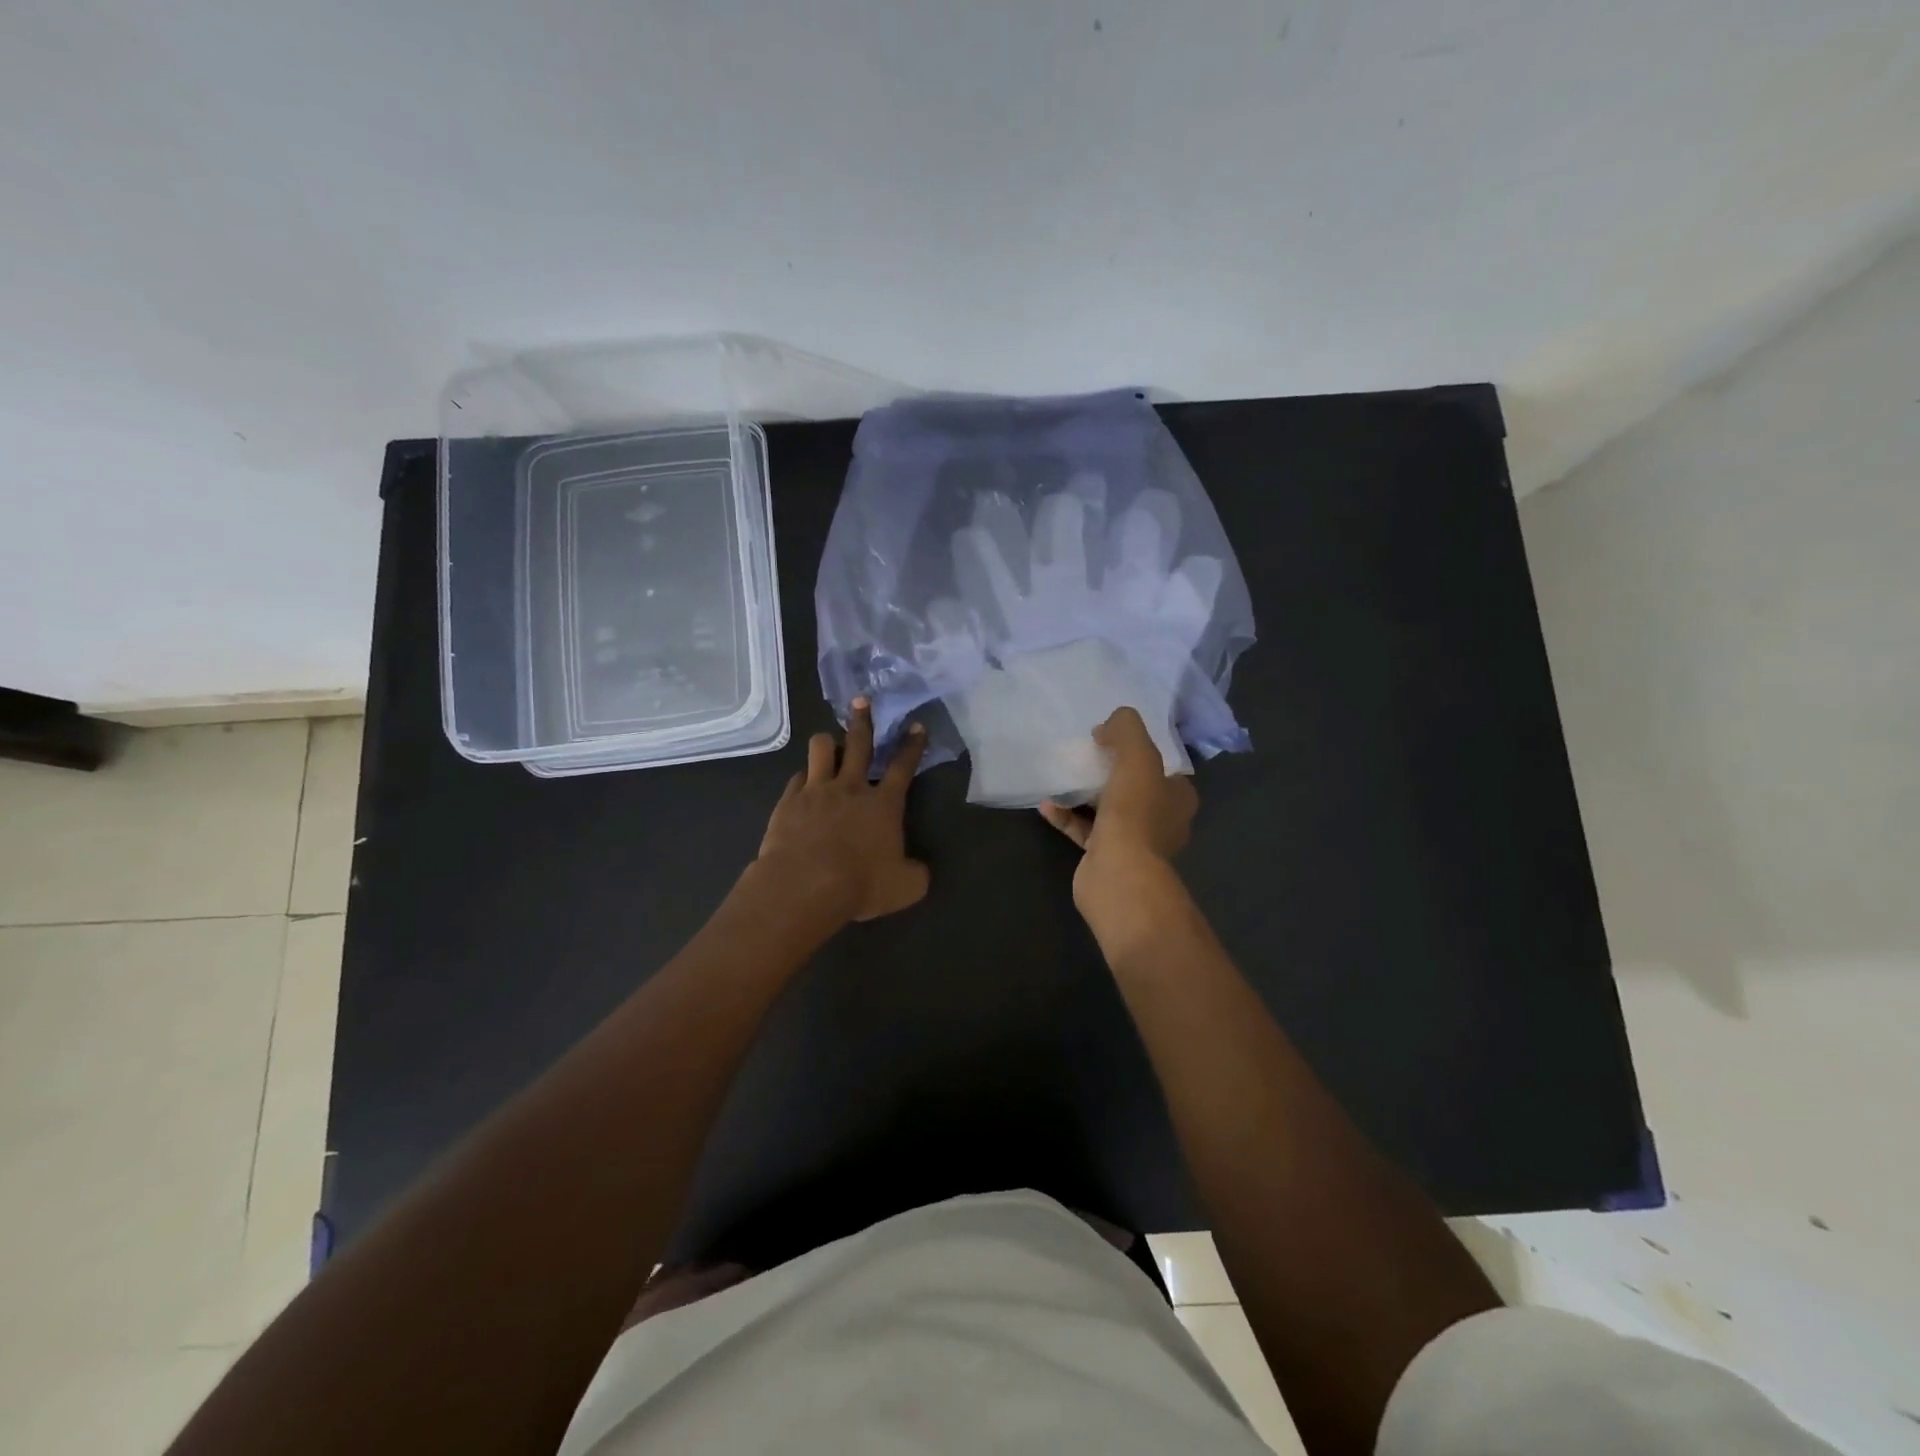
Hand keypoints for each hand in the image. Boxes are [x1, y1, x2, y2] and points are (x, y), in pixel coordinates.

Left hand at [756, 698, 929, 922]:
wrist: (804, 886)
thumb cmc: (860, 885)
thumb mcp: (905, 887)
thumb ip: (916, 873)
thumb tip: (918, 868)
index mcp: (884, 804)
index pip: (904, 766)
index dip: (912, 745)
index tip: (916, 725)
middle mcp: (851, 788)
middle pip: (859, 743)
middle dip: (863, 719)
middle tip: (861, 700)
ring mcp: (817, 791)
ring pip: (821, 749)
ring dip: (828, 743)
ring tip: (829, 744)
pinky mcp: (788, 801)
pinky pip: (797, 778)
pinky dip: (804, 779)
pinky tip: (803, 786)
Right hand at [1038, 707, 1196, 908]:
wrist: (1119, 875)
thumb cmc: (1135, 814)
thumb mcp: (1137, 757)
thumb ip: (1127, 730)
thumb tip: (1112, 723)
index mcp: (1177, 798)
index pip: (1162, 767)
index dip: (1139, 749)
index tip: (1112, 737)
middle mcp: (1161, 821)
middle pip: (1134, 787)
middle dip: (1110, 770)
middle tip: (1087, 754)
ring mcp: (1134, 842)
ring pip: (1108, 809)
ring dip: (1085, 793)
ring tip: (1063, 776)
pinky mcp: (1106, 857)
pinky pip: (1085, 830)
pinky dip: (1067, 816)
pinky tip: (1047, 805)